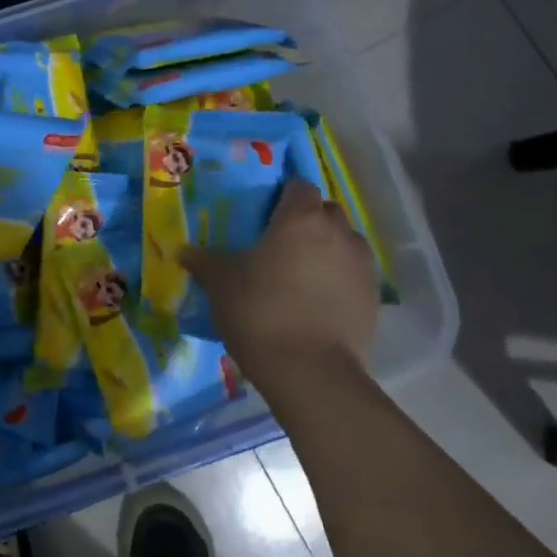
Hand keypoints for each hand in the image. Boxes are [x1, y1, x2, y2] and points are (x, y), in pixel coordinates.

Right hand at [180, 180, 380, 395]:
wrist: (309, 371)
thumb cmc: (259, 311)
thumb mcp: (221, 283)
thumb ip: (203, 261)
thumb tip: (182, 251)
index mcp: (300, 218)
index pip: (299, 186)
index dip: (284, 194)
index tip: (266, 212)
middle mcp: (337, 232)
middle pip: (326, 210)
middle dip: (308, 219)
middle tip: (282, 242)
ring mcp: (361, 264)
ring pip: (346, 241)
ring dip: (329, 247)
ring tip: (304, 271)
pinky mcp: (374, 297)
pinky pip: (355, 273)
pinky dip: (340, 277)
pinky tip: (319, 299)